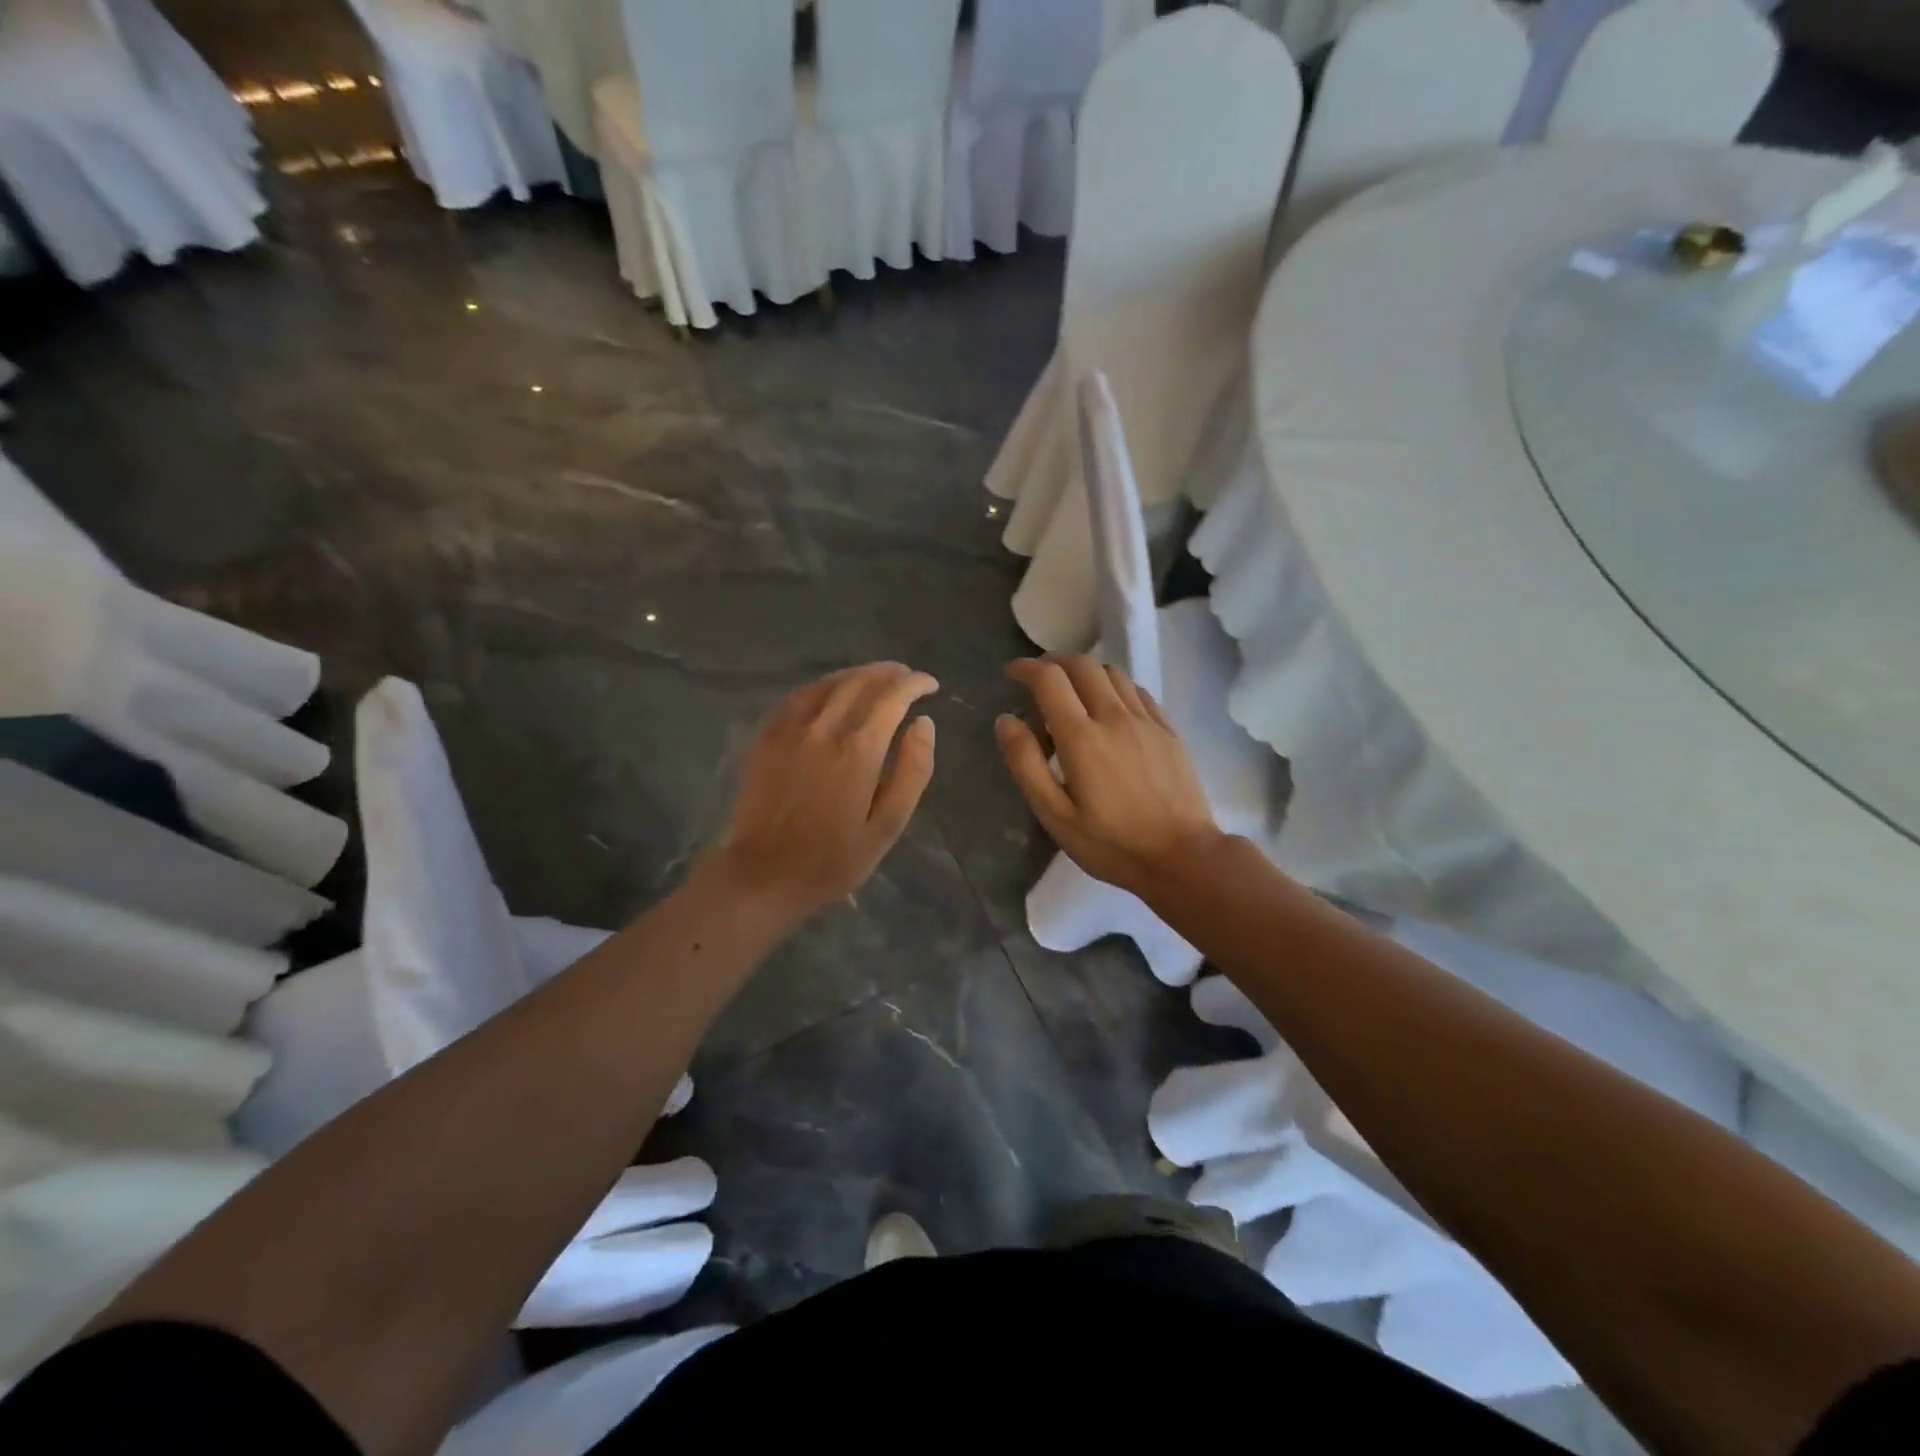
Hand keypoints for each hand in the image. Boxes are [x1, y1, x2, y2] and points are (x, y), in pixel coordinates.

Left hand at [717, 662, 938, 921]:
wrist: (765, 875)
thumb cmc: (834, 859)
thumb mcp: (888, 825)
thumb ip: (913, 771)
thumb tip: (924, 724)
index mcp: (859, 749)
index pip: (892, 697)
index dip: (915, 684)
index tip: (930, 685)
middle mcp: (824, 728)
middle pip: (860, 681)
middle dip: (889, 673)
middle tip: (906, 677)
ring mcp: (790, 729)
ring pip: (828, 683)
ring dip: (857, 674)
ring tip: (876, 678)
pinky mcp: (766, 737)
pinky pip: (797, 696)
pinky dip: (822, 686)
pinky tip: (830, 691)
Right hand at [996, 656, 1223, 900]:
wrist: (1183, 858)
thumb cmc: (1111, 844)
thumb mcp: (1055, 815)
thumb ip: (1025, 764)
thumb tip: (1006, 720)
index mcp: (1082, 738)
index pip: (1050, 679)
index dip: (1026, 668)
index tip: (1012, 673)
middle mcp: (1114, 717)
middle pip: (1082, 664)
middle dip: (1054, 662)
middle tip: (1038, 679)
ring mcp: (1146, 721)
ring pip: (1112, 672)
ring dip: (1085, 672)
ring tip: (1073, 693)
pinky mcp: (1168, 730)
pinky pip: (1137, 691)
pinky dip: (1115, 687)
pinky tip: (1110, 708)